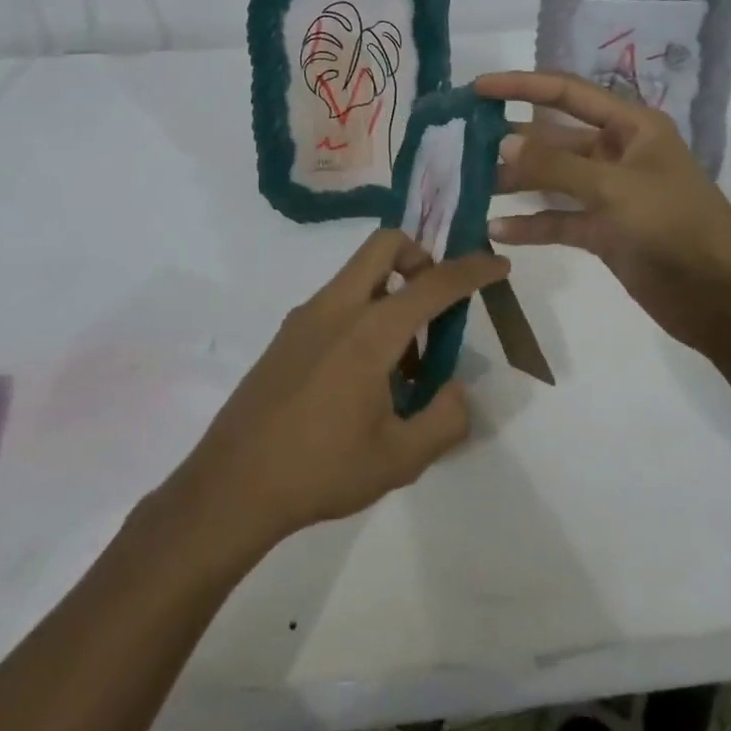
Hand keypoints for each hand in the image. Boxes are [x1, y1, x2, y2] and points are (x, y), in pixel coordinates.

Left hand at [176, 231, 508, 553]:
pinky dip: (365, 314)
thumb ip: (445, 419)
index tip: (498, 264)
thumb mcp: (401, 459)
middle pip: (385, 245)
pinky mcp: (287, 334)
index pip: (433, 283)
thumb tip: (454, 388)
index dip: (472, 270)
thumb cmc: (321, 470)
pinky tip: (365, 378)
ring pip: (359, 274)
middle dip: (421, 257)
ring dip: (392, 294)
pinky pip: (338, 302)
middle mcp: (336, 308)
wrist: (232, 485)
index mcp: (369, 332)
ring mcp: (305, 317)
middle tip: (438, 303)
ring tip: (404, 366)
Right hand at [475, 70, 730, 352]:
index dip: (522, 86)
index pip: (567, 94)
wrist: (723, 298)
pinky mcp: (604, 231)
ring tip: (471, 185)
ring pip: (552, 180)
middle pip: (555, 138)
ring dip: (516, 182)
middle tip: (462, 143)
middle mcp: (618, 153)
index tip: (477, 88)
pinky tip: (496, 230)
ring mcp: (610, 194)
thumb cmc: (677, 227)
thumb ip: (557, 167)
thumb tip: (503, 141)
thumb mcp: (616, 189)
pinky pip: (559, 220)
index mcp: (631, 127)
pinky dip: (531, 224)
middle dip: (512, 139)